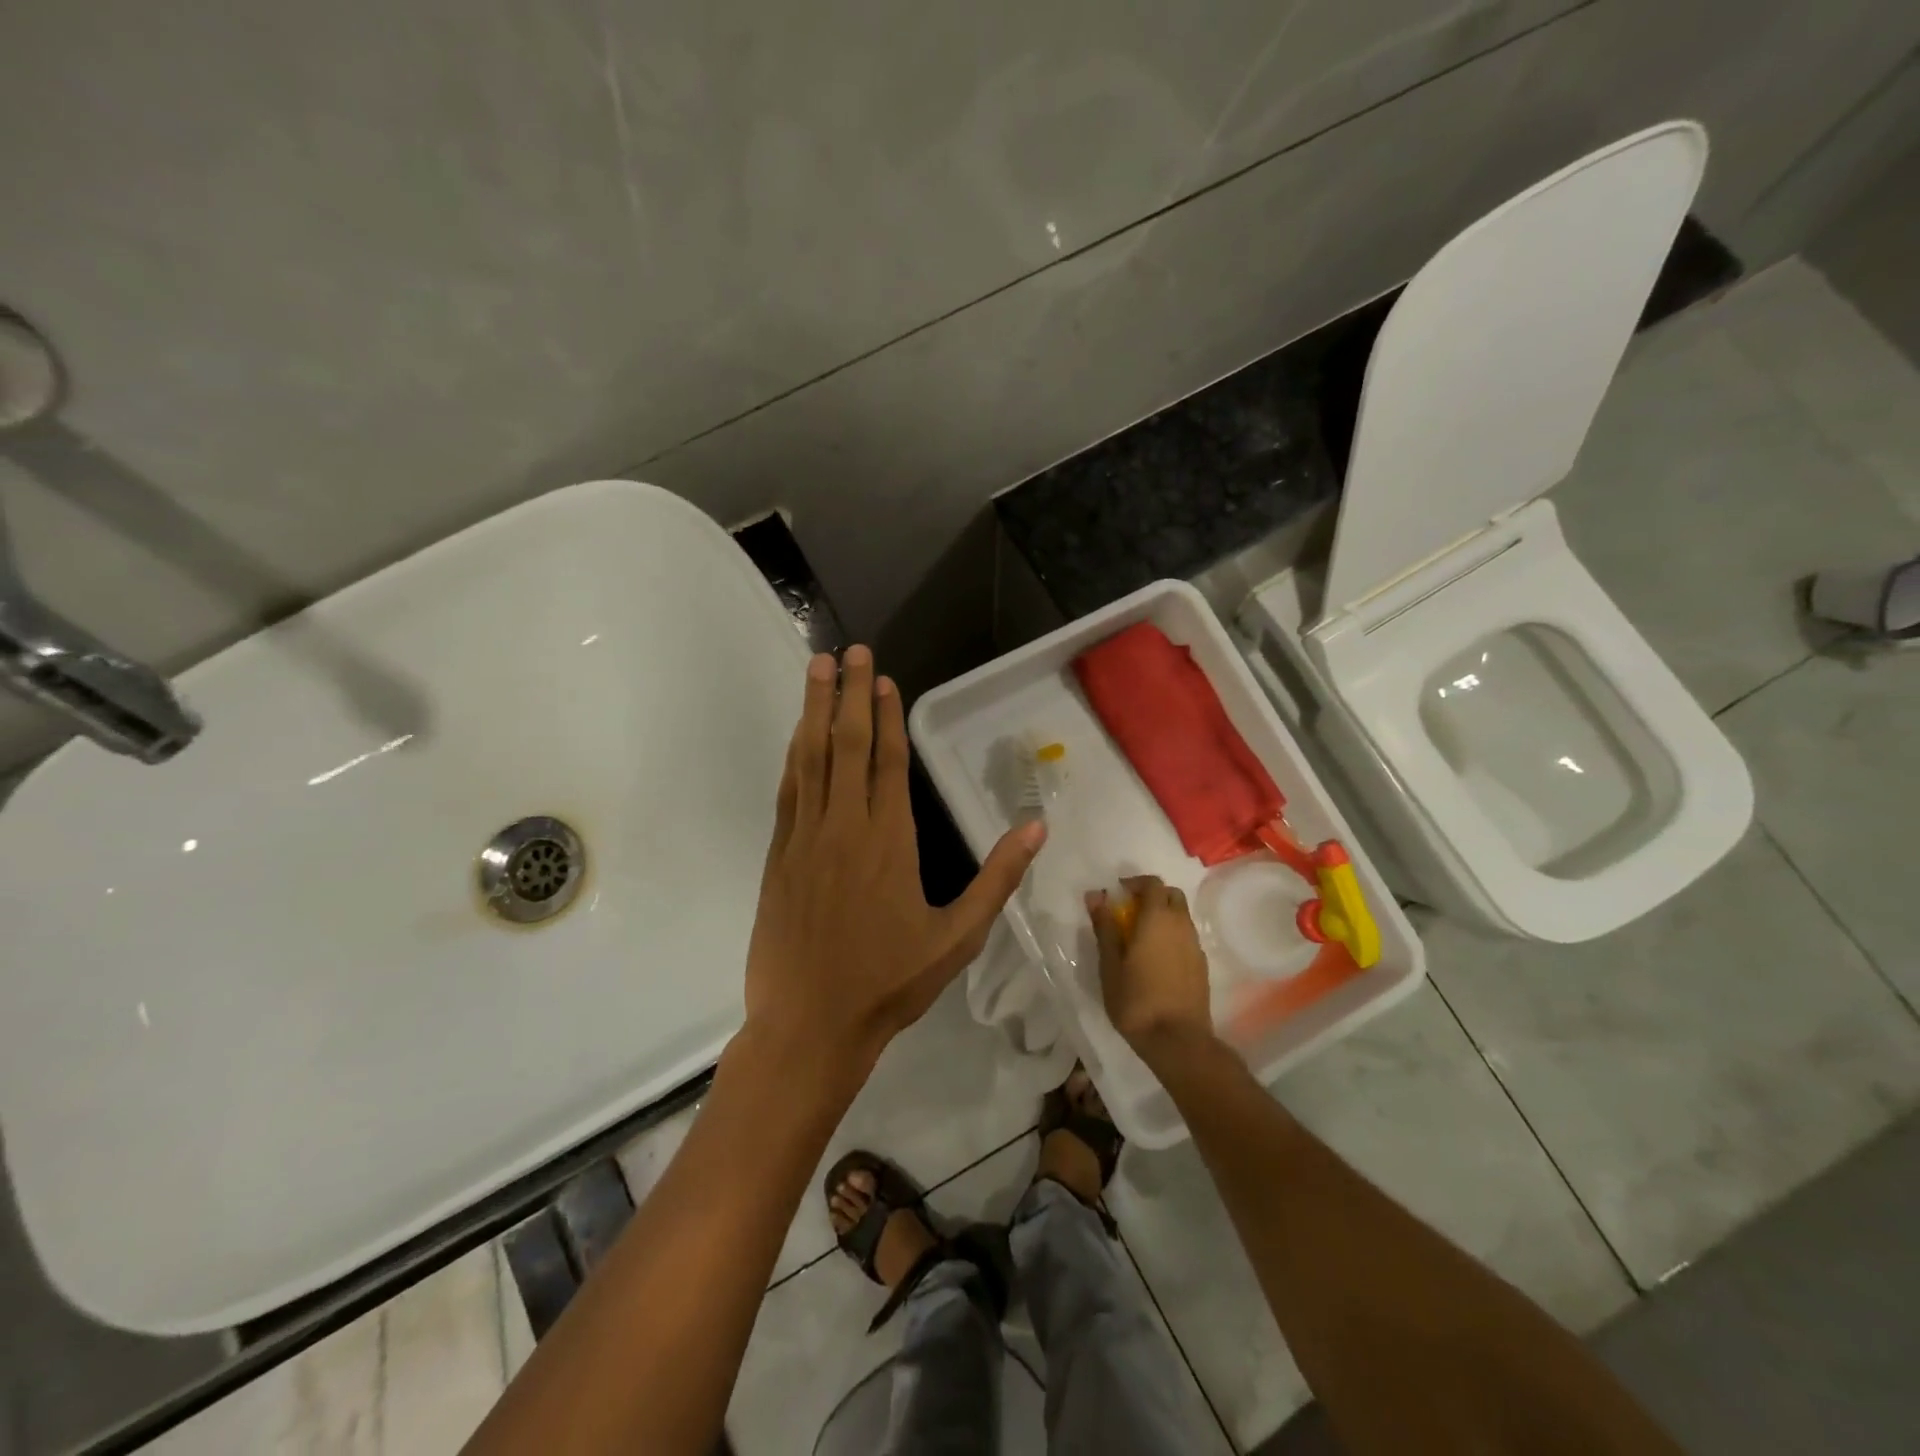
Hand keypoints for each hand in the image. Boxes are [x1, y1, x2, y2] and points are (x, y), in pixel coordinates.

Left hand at [744, 646, 1045, 1076]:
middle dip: (849, 694)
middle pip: (847, 745)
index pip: (889, 762)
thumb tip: (1036, 829)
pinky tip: (798, 735)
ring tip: (818, 669)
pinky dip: (795, 756)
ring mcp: (805, 839)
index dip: (887, 715)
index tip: (884, 678)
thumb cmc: (889, 983)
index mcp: (890, 842)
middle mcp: (845, 827)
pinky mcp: (779, 856)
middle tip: (850, 651)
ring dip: (814, 710)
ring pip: (811, 759)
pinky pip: (789, 792)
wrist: (810, 1025)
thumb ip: (997, 880)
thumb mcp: (958, 938)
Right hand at [1088, 875, 1213, 1062]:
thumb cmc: (1136, 1000)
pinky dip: (1172, 935)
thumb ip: (1105, 926)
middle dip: (1152, 896)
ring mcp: (1195, 946)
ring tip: (1140, 938)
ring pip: (1181, 916)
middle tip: (1129, 913)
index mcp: (1157, 919)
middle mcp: (1181, 925)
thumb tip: (1096, 895)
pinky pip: (1187, 937)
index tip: (1117, 894)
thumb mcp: (1110, 964)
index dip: (1135, 883)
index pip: (1153, 883)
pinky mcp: (1202, 965)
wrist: (1177, 1041)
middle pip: (1172, 895)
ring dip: (1163, 916)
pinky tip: (1157, 959)